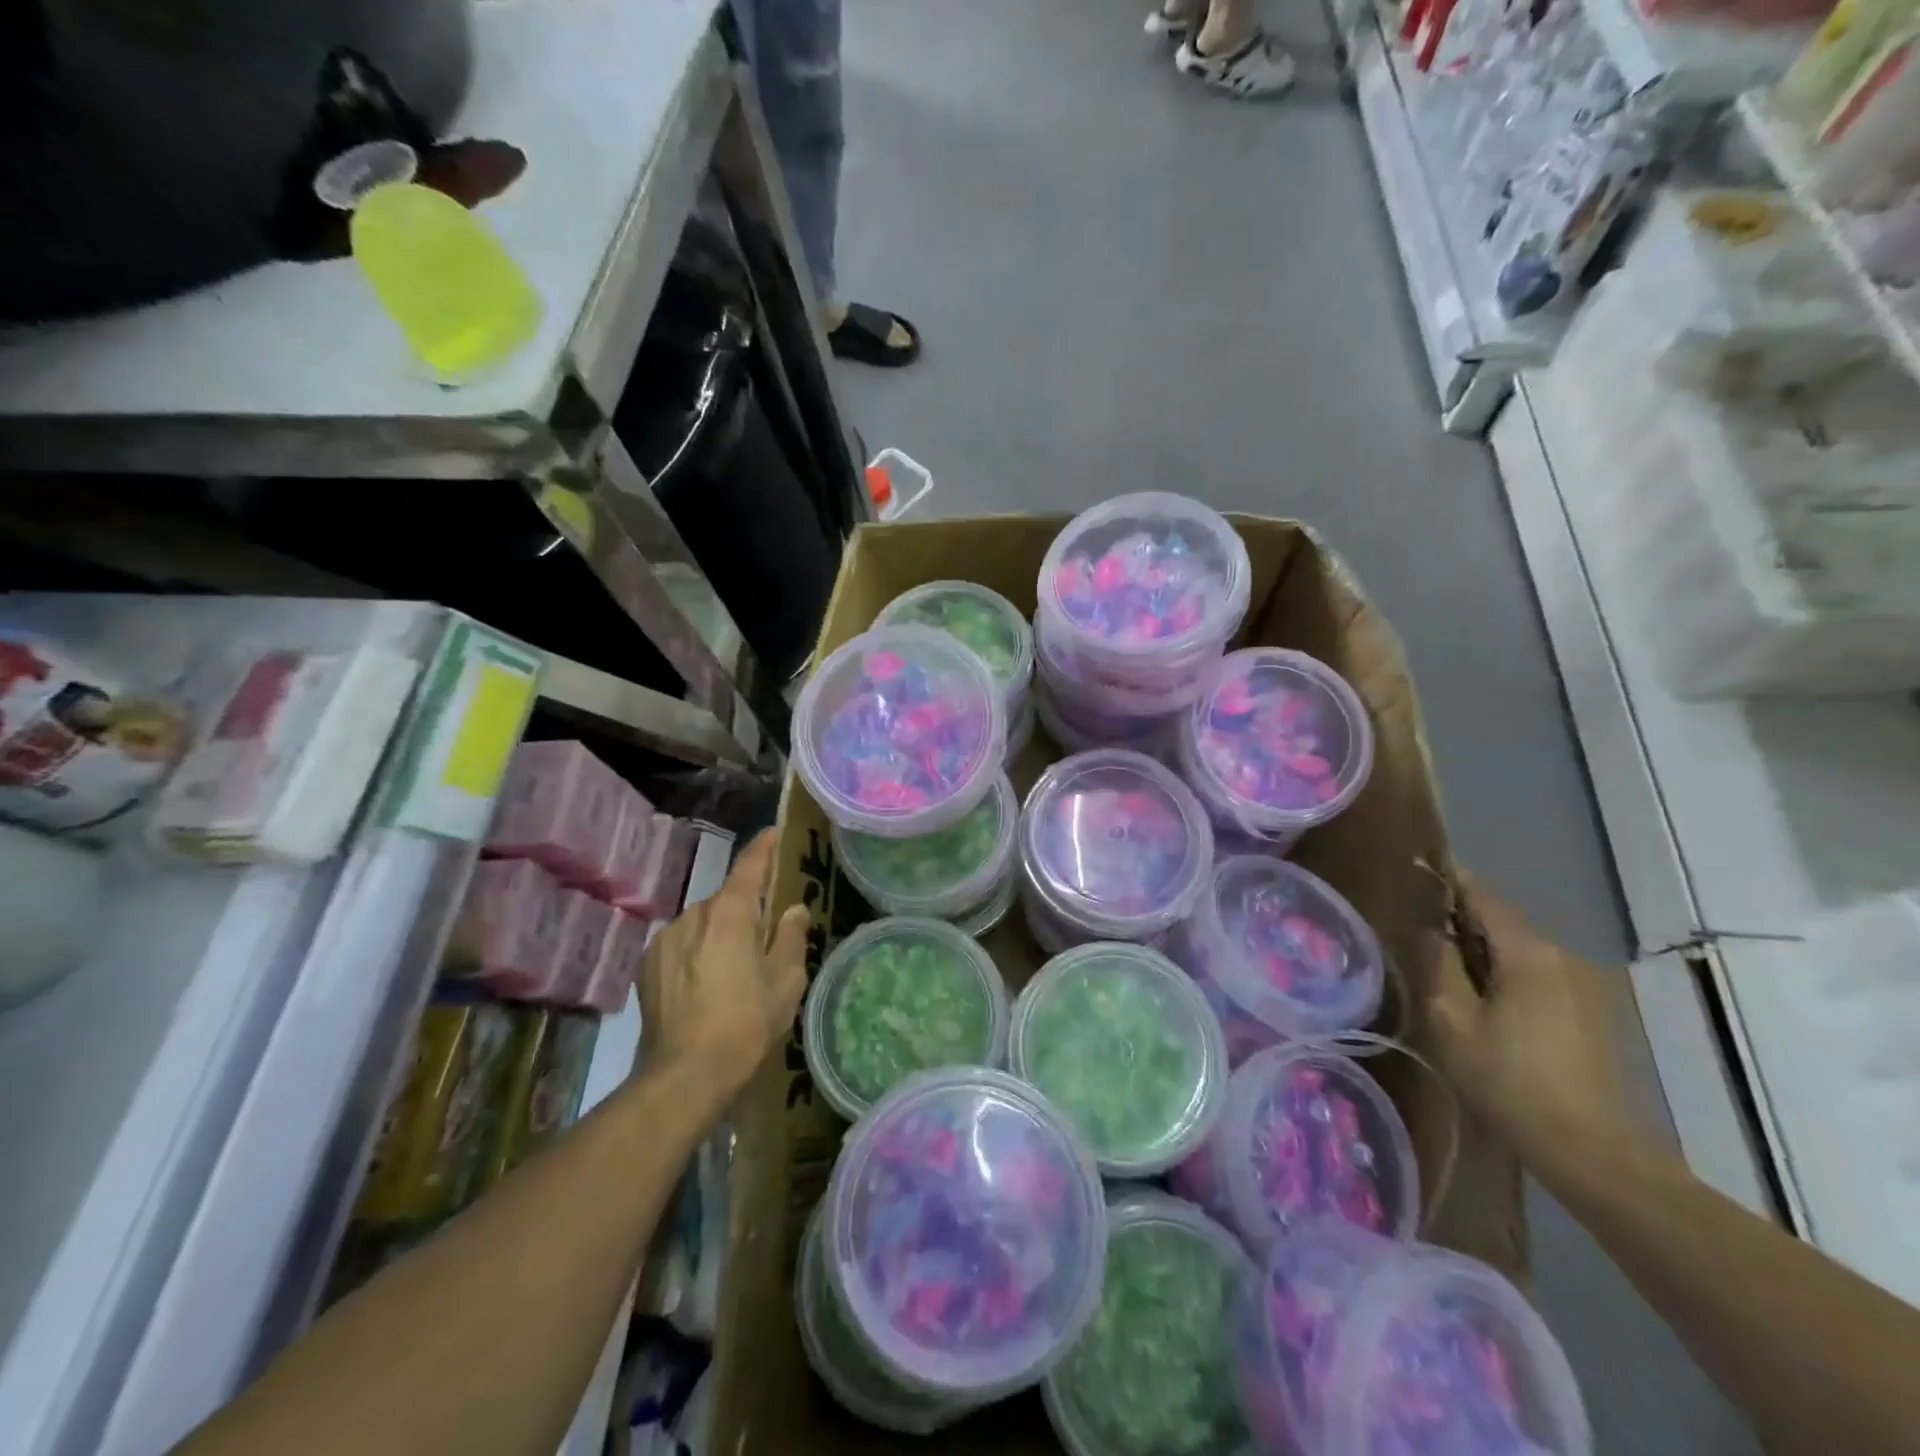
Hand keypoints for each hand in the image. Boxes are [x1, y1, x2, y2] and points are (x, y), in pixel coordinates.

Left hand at [638, 828, 807, 1097]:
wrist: (684, 1075)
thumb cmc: (746, 1023)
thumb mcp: (785, 982)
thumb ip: (789, 938)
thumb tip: (793, 909)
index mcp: (730, 913)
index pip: (748, 866)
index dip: (763, 847)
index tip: (773, 833)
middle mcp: (693, 915)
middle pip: (726, 900)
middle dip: (745, 910)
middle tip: (763, 935)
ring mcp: (665, 940)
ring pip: (701, 924)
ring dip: (718, 933)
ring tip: (732, 968)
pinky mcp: (647, 966)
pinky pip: (680, 945)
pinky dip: (696, 953)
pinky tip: (704, 985)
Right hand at [1423, 875, 1647, 1170]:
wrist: (1593, 1151)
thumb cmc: (1510, 1081)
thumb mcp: (1453, 1020)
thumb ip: (1439, 964)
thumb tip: (1431, 929)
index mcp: (1529, 953)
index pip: (1483, 896)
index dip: (1450, 880)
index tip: (1419, 869)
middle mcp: (1564, 957)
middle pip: (1504, 922)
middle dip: (1464, 919)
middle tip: (1422, 928)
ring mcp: (1586, 986)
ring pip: (1523, 950)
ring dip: (1487, 950)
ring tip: (1450, 968)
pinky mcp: (1594, 1013)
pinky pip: (1541, 974)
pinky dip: (1510, 973)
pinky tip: (1489, 1001)